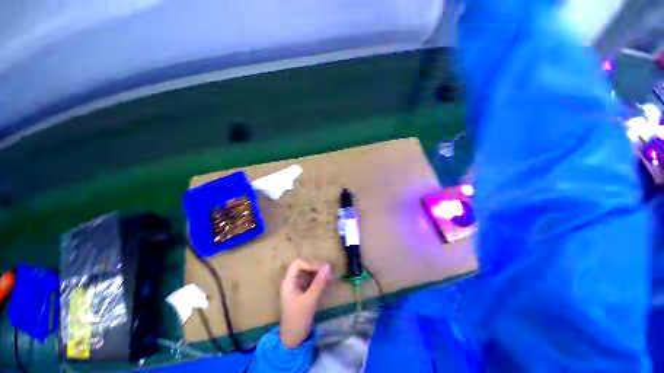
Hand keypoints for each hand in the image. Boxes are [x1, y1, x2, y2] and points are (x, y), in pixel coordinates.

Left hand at [279, 259, 330, 347]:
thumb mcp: (310, 300)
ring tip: (329, 277)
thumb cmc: (298, 318)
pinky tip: (325, 283)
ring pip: (307, 274)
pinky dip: (317, 280)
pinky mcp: (301, 293)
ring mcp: (296, 288)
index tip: (321, 270)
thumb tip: (328, 266)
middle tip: (328, 272)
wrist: (293, 339)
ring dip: (318, 274)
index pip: (297, 264)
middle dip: (315, 268)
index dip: (309, 264)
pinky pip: (309, 281)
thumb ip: (319, 282)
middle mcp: (291, 282)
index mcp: (288, 282)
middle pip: (303, 267)